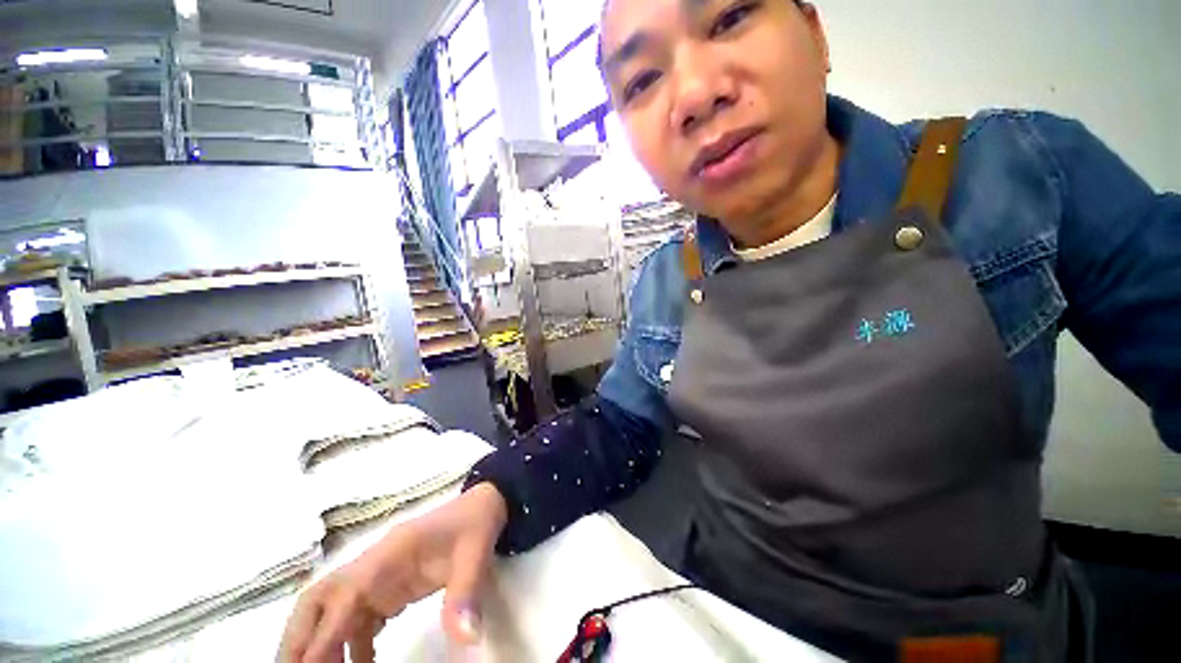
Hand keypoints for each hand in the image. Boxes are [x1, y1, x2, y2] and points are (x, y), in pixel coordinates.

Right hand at [278, 484, 507, 661]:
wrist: (485, 506)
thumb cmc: (476, 526)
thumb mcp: (475, 556)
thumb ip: (464, 596)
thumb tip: (465, 641)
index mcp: (388, 555)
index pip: (342, 599)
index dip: (320, 639)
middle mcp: (373, 566)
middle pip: (318, 600)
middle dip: (299, 639)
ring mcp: (379, 576)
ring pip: (333, 612)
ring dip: (320, 645)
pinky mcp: (390, 586)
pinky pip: (358, 619)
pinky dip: (351, 646)